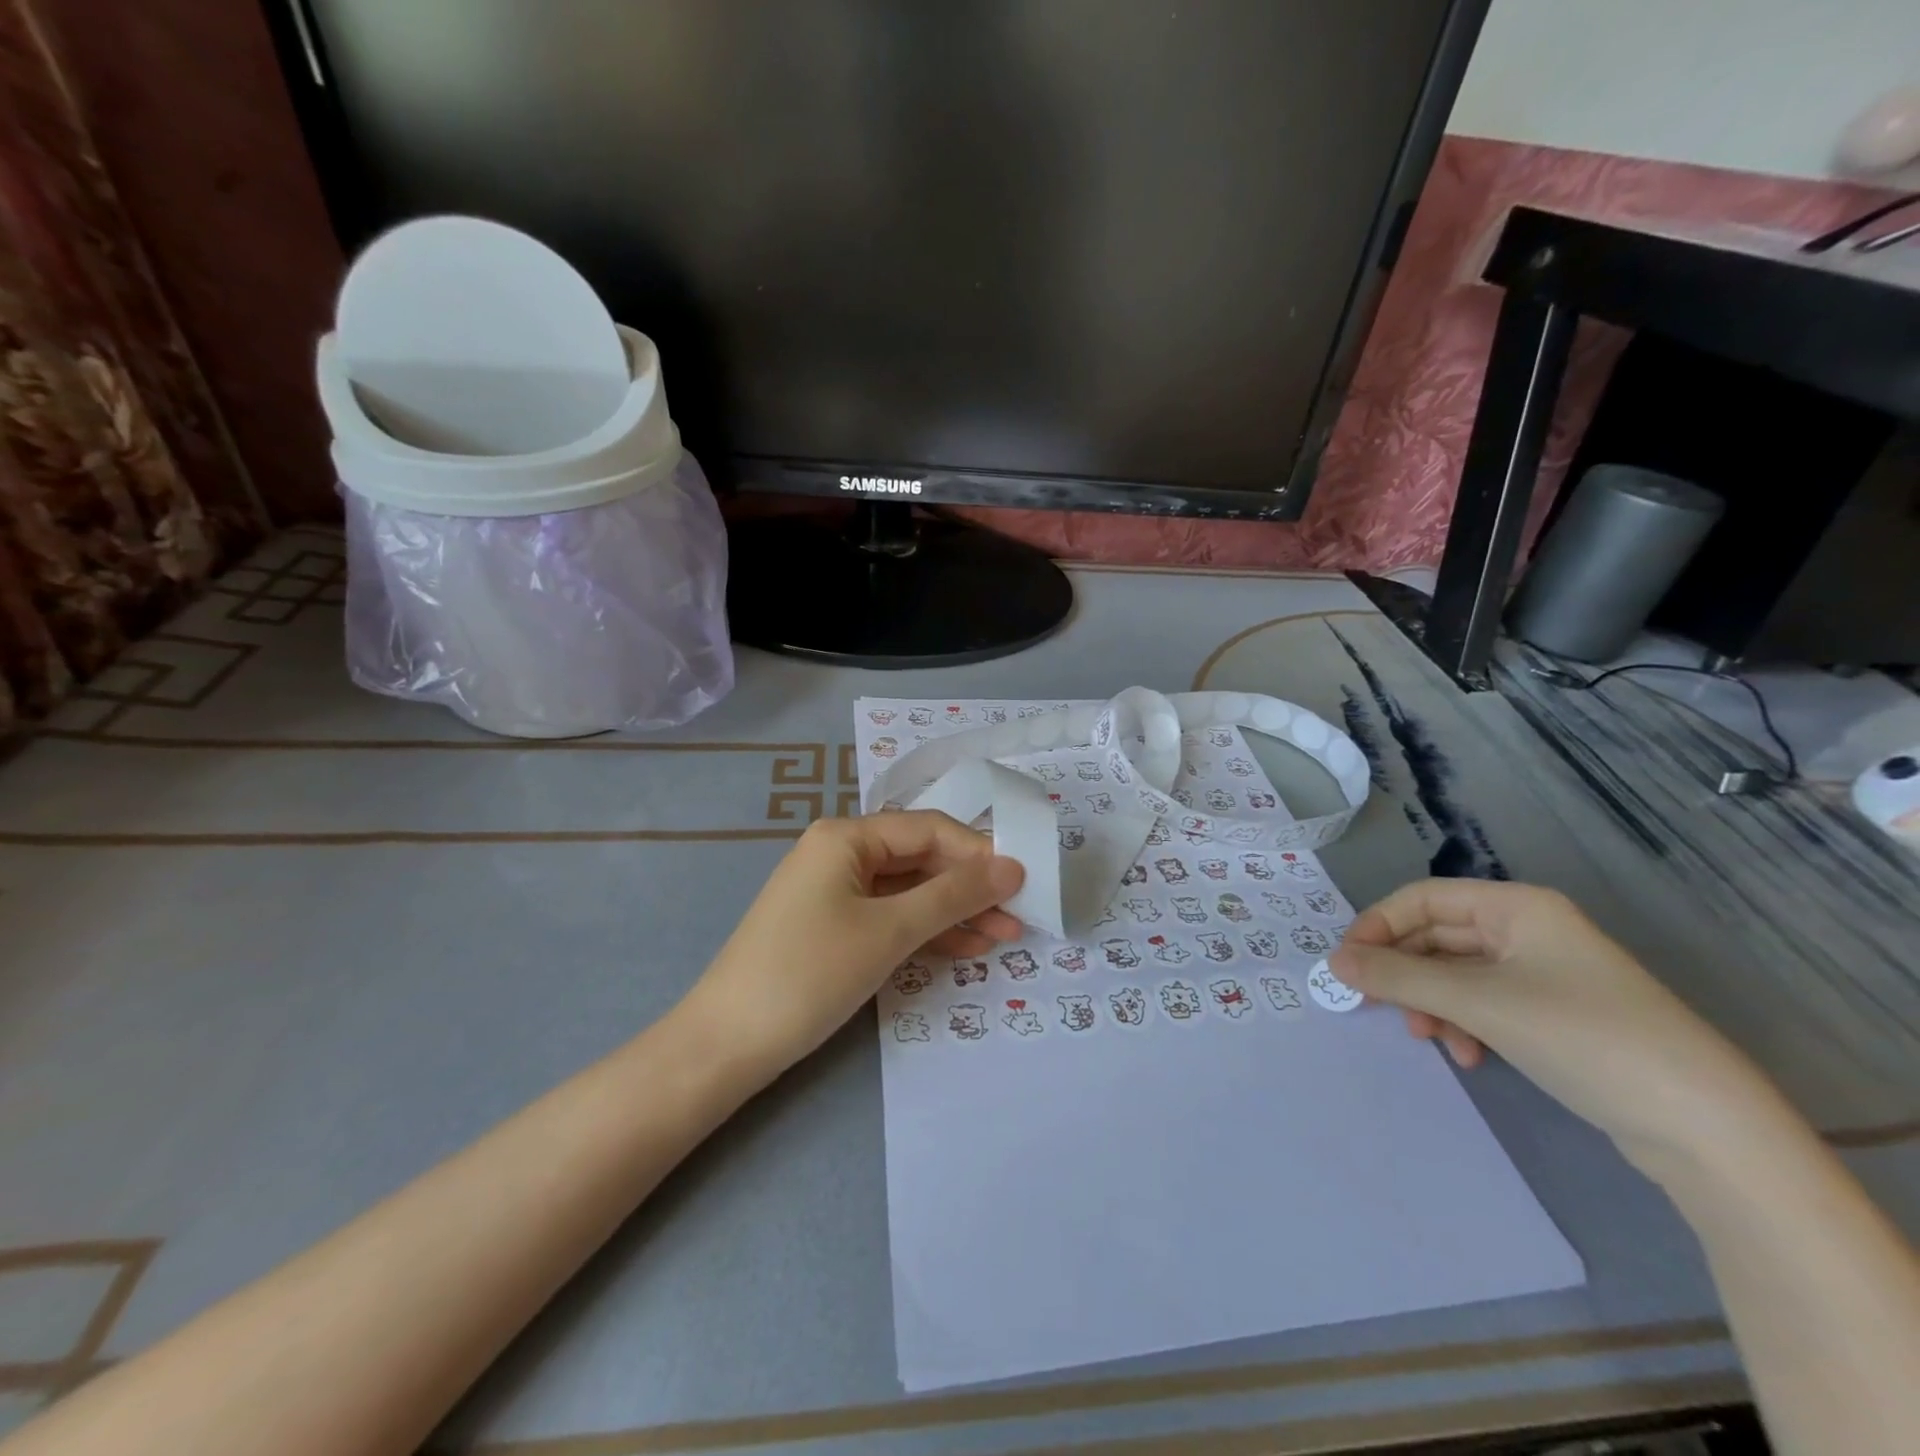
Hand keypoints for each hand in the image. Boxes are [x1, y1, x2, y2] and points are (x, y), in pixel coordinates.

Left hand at [686, 812, 1024, 1071]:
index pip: (929, 830)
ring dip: (955, 913)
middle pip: (921, 859)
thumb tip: (1013, 867)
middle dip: (970, 888)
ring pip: (909, 892)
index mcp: (847, 836)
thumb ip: (954, 896)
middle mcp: (840, 853)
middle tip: (1020, 916)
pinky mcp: (833, 927)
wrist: (725, 1045)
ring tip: (1005, 937)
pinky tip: (966, 948)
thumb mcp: (890, 931)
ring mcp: (834, 892)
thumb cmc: (810, 973)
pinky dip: (926, 931)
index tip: (1024, 882)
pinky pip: (890, 917)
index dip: (979, 853)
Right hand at [1330, 880, 1767, 1166]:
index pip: (1423, 898)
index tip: (1347, 965)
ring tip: (1428, 1039)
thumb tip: (1333, 963)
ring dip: (1432, 1003)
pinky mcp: (1556, 1015)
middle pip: (1438, 936)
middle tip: (1374, 1006)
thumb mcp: (1478, 1003)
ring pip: (1458, 974)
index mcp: (1516, 907)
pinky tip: (1468, 1055)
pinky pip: (1486, 1003)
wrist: (1705, 1127)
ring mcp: (1545, 973)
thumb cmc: (1582, 1037)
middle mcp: (1529, 930)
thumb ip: (1398, 978)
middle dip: (1405, 972)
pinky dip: (1465, 1023)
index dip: (1378, 926)